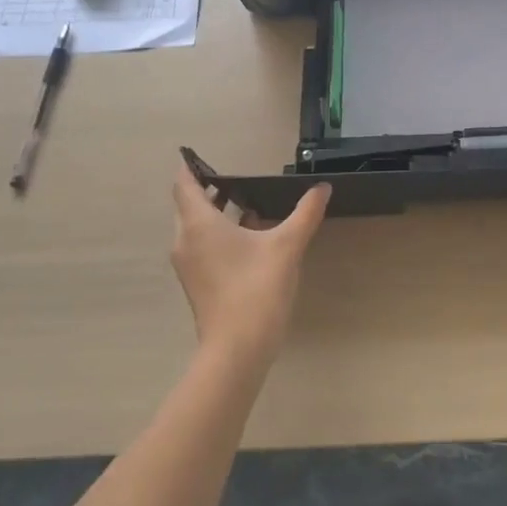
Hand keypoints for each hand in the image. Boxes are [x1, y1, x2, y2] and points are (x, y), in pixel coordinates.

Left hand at [170, 161, 330, 371]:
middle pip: (188, 206)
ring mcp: (190, 266)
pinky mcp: (198, 284)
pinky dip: (219, 234)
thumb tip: (322, 188)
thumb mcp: (287, 246)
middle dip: (208, 190)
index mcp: (199, 224)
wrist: (237, 350)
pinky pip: (202, 247)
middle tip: (236, 178)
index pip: (184, 185)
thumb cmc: (256, 288)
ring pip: (195, 228)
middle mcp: (186, 241)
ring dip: (215, 213)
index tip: (202, 156)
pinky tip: (249, 238)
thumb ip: (305, 213)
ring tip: (247, 202)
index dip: (191, 168)